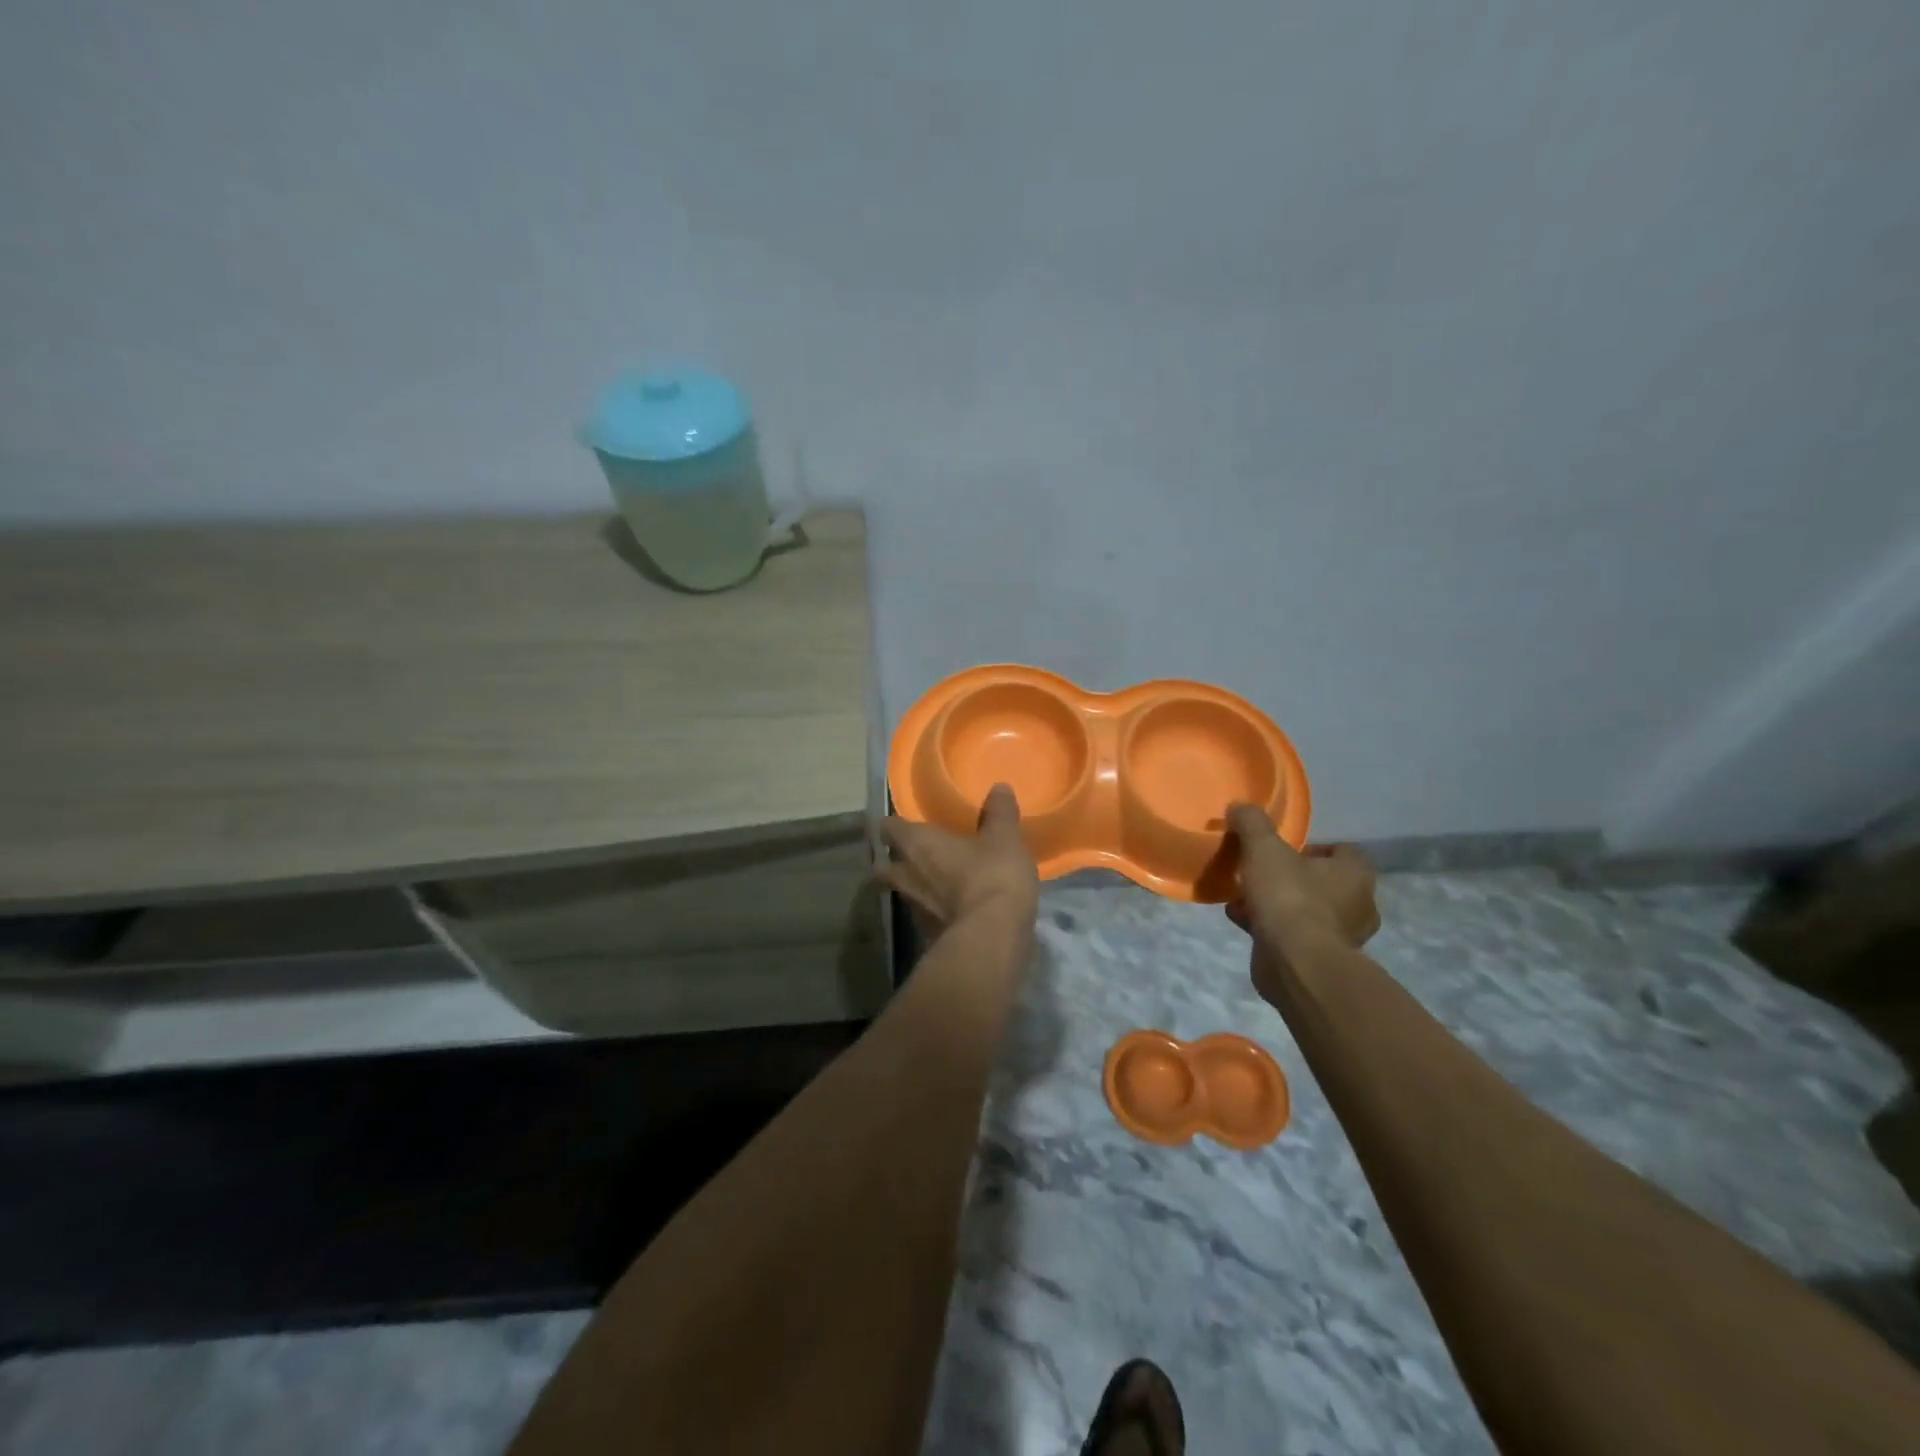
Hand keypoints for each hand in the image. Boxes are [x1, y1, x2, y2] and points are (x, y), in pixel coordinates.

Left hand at [880, 784, 1040, 933]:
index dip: (894, 824)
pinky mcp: (928, 935)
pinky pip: (923, 916)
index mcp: (917, 844)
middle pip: (883, 865)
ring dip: (912, 886)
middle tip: (912, 854)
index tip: (906, 822)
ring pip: (902, 892)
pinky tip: (951, 908)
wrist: (992, 938)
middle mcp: (906, 874)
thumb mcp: (1004, 838)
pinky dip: (931, 910)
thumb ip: (1000, 812)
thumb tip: (1000, 788)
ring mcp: (914, 908)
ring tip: (933, 881)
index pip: (888, 828)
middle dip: (892, 860)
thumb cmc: (992, 876)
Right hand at [1225, 803, 1378, 987]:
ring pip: (1306, 909)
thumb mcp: (1264, 849)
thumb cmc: (1289, 898)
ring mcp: (1342, 937)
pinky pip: (1293, 935)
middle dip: (1292, 877)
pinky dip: (1270, 926)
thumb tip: (1240, 806)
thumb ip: (1252, 823)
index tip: (1283, 849)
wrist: (1295, 964)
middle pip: (1323, 881)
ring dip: (1278, 903)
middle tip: (1261, 872)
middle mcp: (1358, 905)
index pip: (1344, 850)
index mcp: (1356, 874)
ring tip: (1245, 896)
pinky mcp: (1320, 961)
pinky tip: (1243, 920)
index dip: (1314, 846)